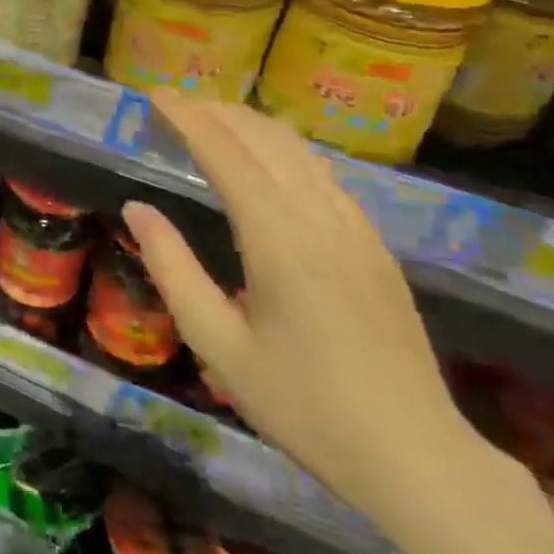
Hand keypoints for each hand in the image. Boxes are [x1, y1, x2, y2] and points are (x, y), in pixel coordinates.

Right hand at [122, 93, 493, 531]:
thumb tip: (136, 208)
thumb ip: (171, 268)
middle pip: (266, 138)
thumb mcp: (217, 344)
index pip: (226, 153)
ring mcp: (357, 230)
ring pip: (300, 151)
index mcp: (279, 240)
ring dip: (250, 125)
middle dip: (216, 111)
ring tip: (210, 120)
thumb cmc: (303, 406)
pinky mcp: (375, 246)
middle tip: (173, 105)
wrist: (417, 458)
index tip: (153, 95)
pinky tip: (265, 161)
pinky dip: (283, 150)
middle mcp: (322, 219)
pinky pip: (323, 174)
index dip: (187, 117)